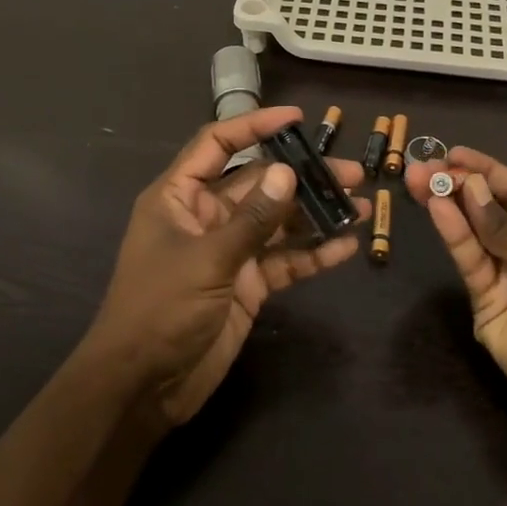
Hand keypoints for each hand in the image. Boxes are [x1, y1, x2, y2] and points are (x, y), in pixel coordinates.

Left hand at [86, 106, 369, 425]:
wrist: (143, 387)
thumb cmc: (160, 309)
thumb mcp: (207, 259)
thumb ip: (252, 218)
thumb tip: (288, 172)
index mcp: (180, 197)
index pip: (217, 144)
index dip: (254, 126)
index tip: (296, 118)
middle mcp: (206, 216)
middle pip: (259, 183)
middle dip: (303, 176)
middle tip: (351, 172)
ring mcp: (229, 251)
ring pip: (278, 222)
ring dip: (316, 214)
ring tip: (363, 205)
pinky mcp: (247, 285)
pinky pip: (284, 261)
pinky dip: (313, 254)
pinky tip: (347, 247)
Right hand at [404, 148, 506, 442]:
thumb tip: (469, 190)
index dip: (486, 170)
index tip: (452, 153)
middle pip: (489, 209)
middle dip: (458, 186)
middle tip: (423, 167)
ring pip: (473, 233)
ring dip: (448, 206)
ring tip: (420, 180)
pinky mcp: (487, 304)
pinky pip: (470, 262)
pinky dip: (454, 235)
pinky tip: (438, 209)